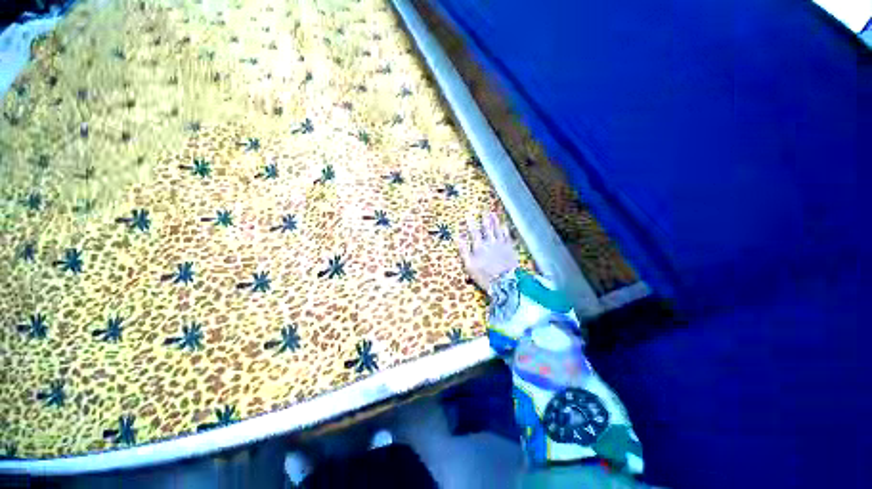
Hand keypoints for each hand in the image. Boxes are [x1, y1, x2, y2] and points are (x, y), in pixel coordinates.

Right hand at [458, 212, 519, 289]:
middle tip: (484, 211)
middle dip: (484, 219)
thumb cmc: (484, 276)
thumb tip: (457, 238)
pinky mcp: (510, 248)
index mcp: (479, 247)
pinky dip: (506, 229)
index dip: (471, 224)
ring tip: (493, 214)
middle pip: (487, 229)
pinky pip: (507, 236)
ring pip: (497, 230)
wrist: (505, 281)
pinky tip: (505, 225)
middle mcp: (490, 242)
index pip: (474, 233)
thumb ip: (463, 251)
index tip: (468, 216)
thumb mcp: (469, 266)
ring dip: (495, 221)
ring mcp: (501, 244)